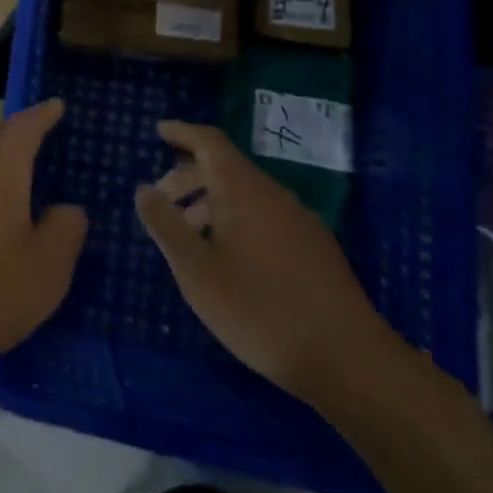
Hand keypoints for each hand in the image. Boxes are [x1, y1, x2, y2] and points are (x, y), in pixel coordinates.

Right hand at [134, 121, 395, 404]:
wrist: (348, 361)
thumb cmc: (259, 309)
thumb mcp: (196, 269)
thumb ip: (165, 224)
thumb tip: (145, 189)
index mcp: (243, 189)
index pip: (209, 142)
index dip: (182, 132)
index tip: (159, 131)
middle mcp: (273, 195)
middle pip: (226, 168)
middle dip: (189, 177)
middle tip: (162, 203)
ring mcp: (300, 221)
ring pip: (246, 195)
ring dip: (211, 203)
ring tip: (190, 237)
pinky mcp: (316, 249)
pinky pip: (265, 216)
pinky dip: (236, 221)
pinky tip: (228, 259)